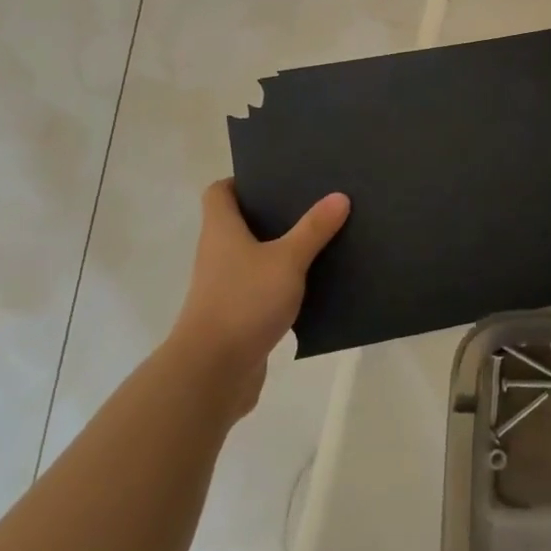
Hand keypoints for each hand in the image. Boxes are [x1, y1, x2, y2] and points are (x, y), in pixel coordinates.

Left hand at [168, 180, 348, 417]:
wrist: (211, 374)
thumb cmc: (244, 302)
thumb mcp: (287, 260)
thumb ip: (313, 229)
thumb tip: (339, 196)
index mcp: (221, 230)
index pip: (219, 192)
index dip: (242, 180)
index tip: (275, 176)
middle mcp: (218, 254)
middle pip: (241, 222)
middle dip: (272, 213)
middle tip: (310, 202)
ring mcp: (224, 287)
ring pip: (253, 257)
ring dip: (280, 249)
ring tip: (319, 237)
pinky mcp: (237, 316)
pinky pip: (261, 289)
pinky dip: (282, 283)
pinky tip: (314, 283)